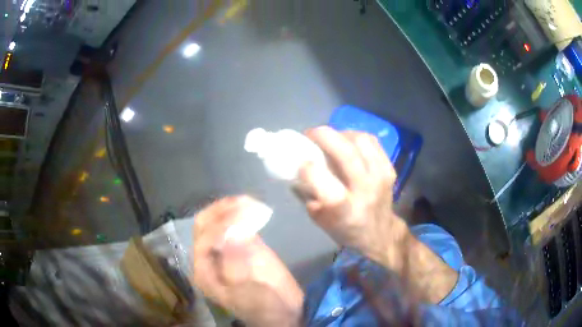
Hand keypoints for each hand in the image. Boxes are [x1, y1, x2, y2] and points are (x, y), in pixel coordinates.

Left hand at [191, 196, 303, 326]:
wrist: (286, 310)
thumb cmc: (266, 308)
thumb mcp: (248, 294)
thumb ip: (236, 267)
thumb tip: (229, 238)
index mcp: (204, 272)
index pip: (203, 240)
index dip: (221, 227)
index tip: (243, 218)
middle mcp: (208, 257)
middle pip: (204, 224)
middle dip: (222, 211)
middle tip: (244, 203)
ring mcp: (224, 248)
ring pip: (216, 219)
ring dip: (230, 207)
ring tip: (250, 202)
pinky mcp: (241, 244)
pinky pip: (234, 222)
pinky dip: (241, 211)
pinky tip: (253, 206)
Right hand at [297, 127, 409, 269]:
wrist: (379, 233)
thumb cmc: (345, 229)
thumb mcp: (318, 218)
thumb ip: (306, 193)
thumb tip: (295, 167)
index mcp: (343, 207)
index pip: (319, 176)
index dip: (305, 165)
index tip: (299, 160)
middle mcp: (364, 189)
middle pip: (345, 152)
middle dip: (323, 135)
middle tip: (310, 134)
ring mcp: (380, 177)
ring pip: (360, 140)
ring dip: (341, 134)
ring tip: (331, 139)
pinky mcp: (389, 168)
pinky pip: (372, 141)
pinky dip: (356, 137)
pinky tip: (348, 142)